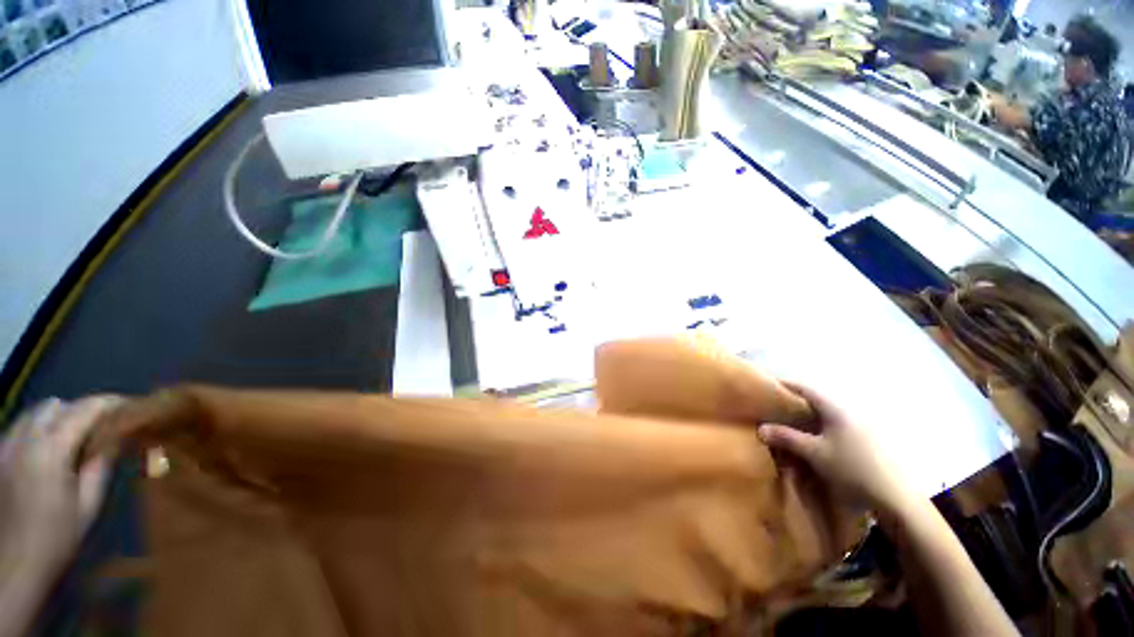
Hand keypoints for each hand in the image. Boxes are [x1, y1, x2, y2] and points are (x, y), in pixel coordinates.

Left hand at [0, 397, 118, 576]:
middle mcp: (25, 439)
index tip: (130, 406)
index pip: (85, 409)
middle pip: (56, 405)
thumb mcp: (87, 506)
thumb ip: (100, 465)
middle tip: (99, 428)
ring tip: (71, 440)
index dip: (110, 403)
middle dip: (79, 411)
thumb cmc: (56, 539)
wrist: (11, 567)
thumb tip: (118, 436)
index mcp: (51, 450)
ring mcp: (5, 447)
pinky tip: (45, 452)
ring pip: (34, 413)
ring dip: (57, 418)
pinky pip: (18, 428)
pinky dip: (37, 430)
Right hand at [758, 383, 917, 517]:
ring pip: (827, 414)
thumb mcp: (815, 453)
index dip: (786, 384)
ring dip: (808, 415)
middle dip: (795, 401)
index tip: (768, 384)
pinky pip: (836, 425)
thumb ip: (787, 438)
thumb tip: (760, 428)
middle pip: (817, 400)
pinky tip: (816, 439)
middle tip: (776, 407)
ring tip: (792, 423)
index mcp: (836, 409)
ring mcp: (861, 425)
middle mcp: (850, 411)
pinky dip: (821, 426)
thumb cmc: (852, 468)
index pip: (805, 388)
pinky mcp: (868, 440)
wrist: (896, 497)